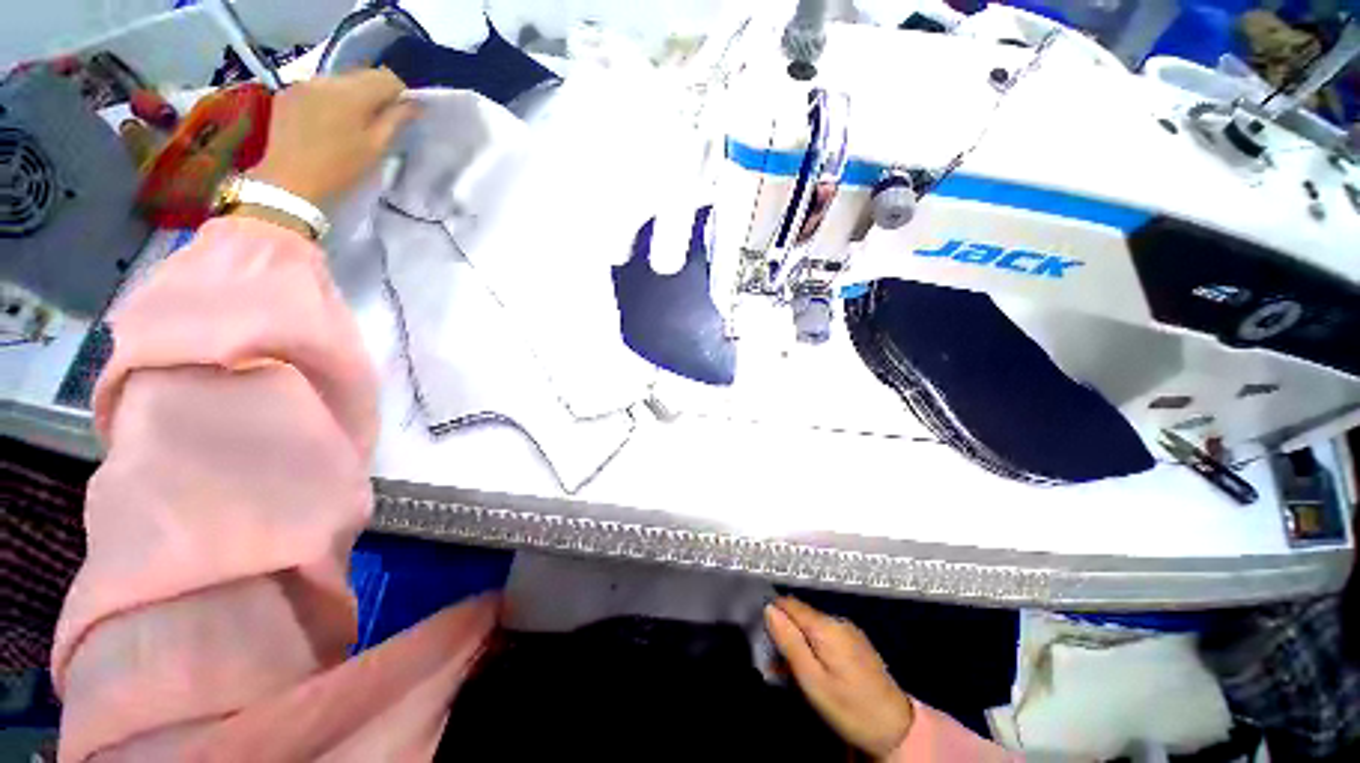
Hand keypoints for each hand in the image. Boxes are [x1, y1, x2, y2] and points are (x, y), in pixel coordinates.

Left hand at [248, 68, 416, 206]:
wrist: (289, 183)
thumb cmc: (340, 170)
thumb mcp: (376, 148)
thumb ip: (396, 120)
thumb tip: (414, 104)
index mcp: (352, 93)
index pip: (386, 78)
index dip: (399, 94)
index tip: (402, 114)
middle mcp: (327, 80)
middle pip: (361, 75)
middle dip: (375, 94)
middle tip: (379, 121)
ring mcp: (303, 84)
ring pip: (339, 81)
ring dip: (351, 96)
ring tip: (351, 123)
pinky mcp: (287, 93)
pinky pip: (317, 88)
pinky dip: (328, 100)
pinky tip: (327, 122)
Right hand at [766, 597, 914, 758]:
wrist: (895, 728)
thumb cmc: (848, 706)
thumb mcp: (812, 680)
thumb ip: (789, 642)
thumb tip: (769, 609)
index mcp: (826, 626)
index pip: (789, 603)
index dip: (773, 613)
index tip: (761, 634)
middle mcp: (837, 621)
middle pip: (801, 615)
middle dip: (785, 632)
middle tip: (775, 663)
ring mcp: (849, 631)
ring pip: (812, 626)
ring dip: (798, 642)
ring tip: (791, 671)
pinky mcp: (856, 643)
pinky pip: (826, 636)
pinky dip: (813, 647)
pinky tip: (812, 669)